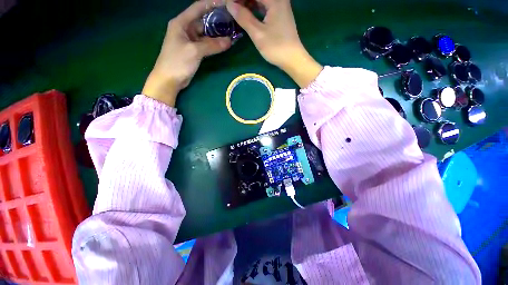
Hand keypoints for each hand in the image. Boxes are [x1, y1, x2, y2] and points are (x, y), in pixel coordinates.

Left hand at [143, 0, 231, 106]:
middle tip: (233, 20)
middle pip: (203, 20)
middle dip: (217, 19)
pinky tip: (224, 43)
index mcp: (181, 22)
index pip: (198, 7)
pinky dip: (214, 44)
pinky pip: (206, 44)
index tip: (227, 3)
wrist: (169, 79)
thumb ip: (212, 45)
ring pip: (206, 33)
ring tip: (231, 31)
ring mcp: (190, 40)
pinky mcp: (194, 50)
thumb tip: (229, 41)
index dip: (212, 3)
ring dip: (217, 33)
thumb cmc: (177, 62)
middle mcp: (186, 28)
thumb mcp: (194, 51)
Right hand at [226, 0, 321, 87]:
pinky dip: (255, 9)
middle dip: (243, 1)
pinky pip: (264, 7)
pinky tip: (247, 13)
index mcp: (275, 0)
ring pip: (260, 0)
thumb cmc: (276, 47)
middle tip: (231, 6)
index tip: (228, 3)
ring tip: (236, 9)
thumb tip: (230, 5)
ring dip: (248, 3)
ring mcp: (280, 7)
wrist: (292, 59)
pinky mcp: (279, 16)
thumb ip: (244, 18)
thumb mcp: (258, 34)